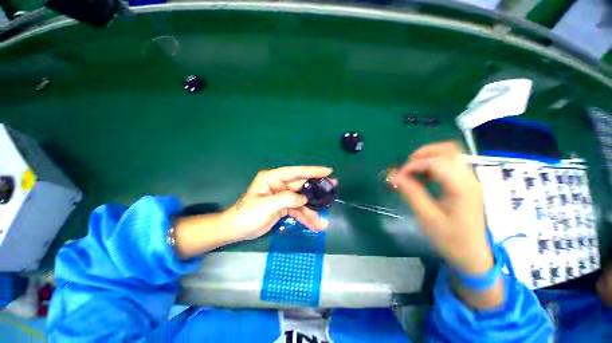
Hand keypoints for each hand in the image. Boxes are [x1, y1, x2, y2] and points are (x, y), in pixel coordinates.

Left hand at [222, 166, 334, 241]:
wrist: (237, 230)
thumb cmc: (248, 214)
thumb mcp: (267, 205)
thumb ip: (288, 199)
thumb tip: (305, 199)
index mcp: (273, 178)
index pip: (296, 172)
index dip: (313, 171)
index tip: (328, 171)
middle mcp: (280, 185)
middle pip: (302, 185)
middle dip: (317, 188)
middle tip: (333, 187)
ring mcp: (283, 196)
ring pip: (302, 200)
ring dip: (312, 210)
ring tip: (322, 220)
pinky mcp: (284, 207)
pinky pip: (297, 210)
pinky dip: (305, 217)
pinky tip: (314, 225)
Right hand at [388, 142, 490, 273]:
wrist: (474, 255)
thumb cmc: (451, 239)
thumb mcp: (427, 217)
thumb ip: (411, 193)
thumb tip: (393, 176)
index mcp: (461, 187)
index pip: (435, 162)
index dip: (413, 165)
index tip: (398, 176)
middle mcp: (469, 178)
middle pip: (448, 150)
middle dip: (423, 154)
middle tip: (407, 167)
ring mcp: (471, 180)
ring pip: (451, 154)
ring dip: (429, 158)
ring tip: (414, 172)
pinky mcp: (468, 184)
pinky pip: (452, 164)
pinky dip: (435, 165)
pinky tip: (426, 178)